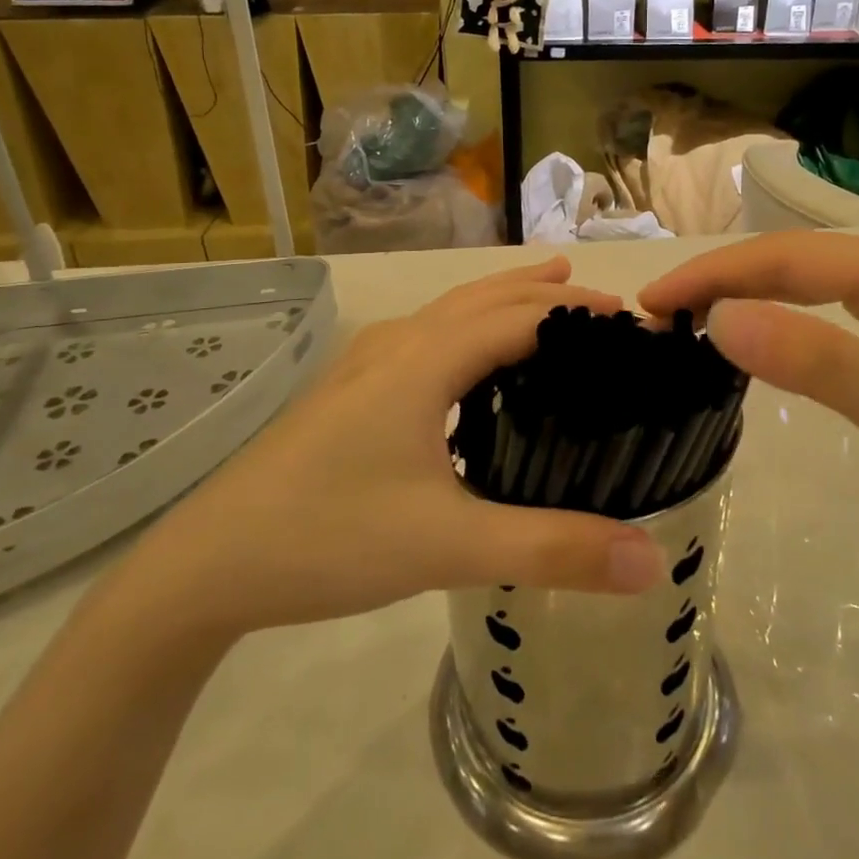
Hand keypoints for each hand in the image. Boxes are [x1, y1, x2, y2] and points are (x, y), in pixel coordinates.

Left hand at [112, 259, 665, 645]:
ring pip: (450, 313)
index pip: (522, 316)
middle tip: (605, 306)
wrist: (206, 565)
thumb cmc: (328, 538)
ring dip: (504, 303)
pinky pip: (425, 339)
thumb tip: (652, 561)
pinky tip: (469, 367)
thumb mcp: (448, 546)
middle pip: (485, 298)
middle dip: (547, 293)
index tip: (636, 326)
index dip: (582, 313)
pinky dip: (468, 331)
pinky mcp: (347, 392)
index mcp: (425, 360)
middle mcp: (397, 345)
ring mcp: (364, 365)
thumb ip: (552, 550)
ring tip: (548, 299)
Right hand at [639, 232, 858, 586]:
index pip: (793, 258)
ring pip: (816, 280)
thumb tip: (722, 319)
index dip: (717, 274)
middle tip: (659, 313)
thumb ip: (820, 362)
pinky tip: (760, 330)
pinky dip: (786, 314)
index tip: (654, 302)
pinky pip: (837, 308)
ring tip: (692, 317)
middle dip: (725, 277)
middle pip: (800, 259)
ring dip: (750, 292)